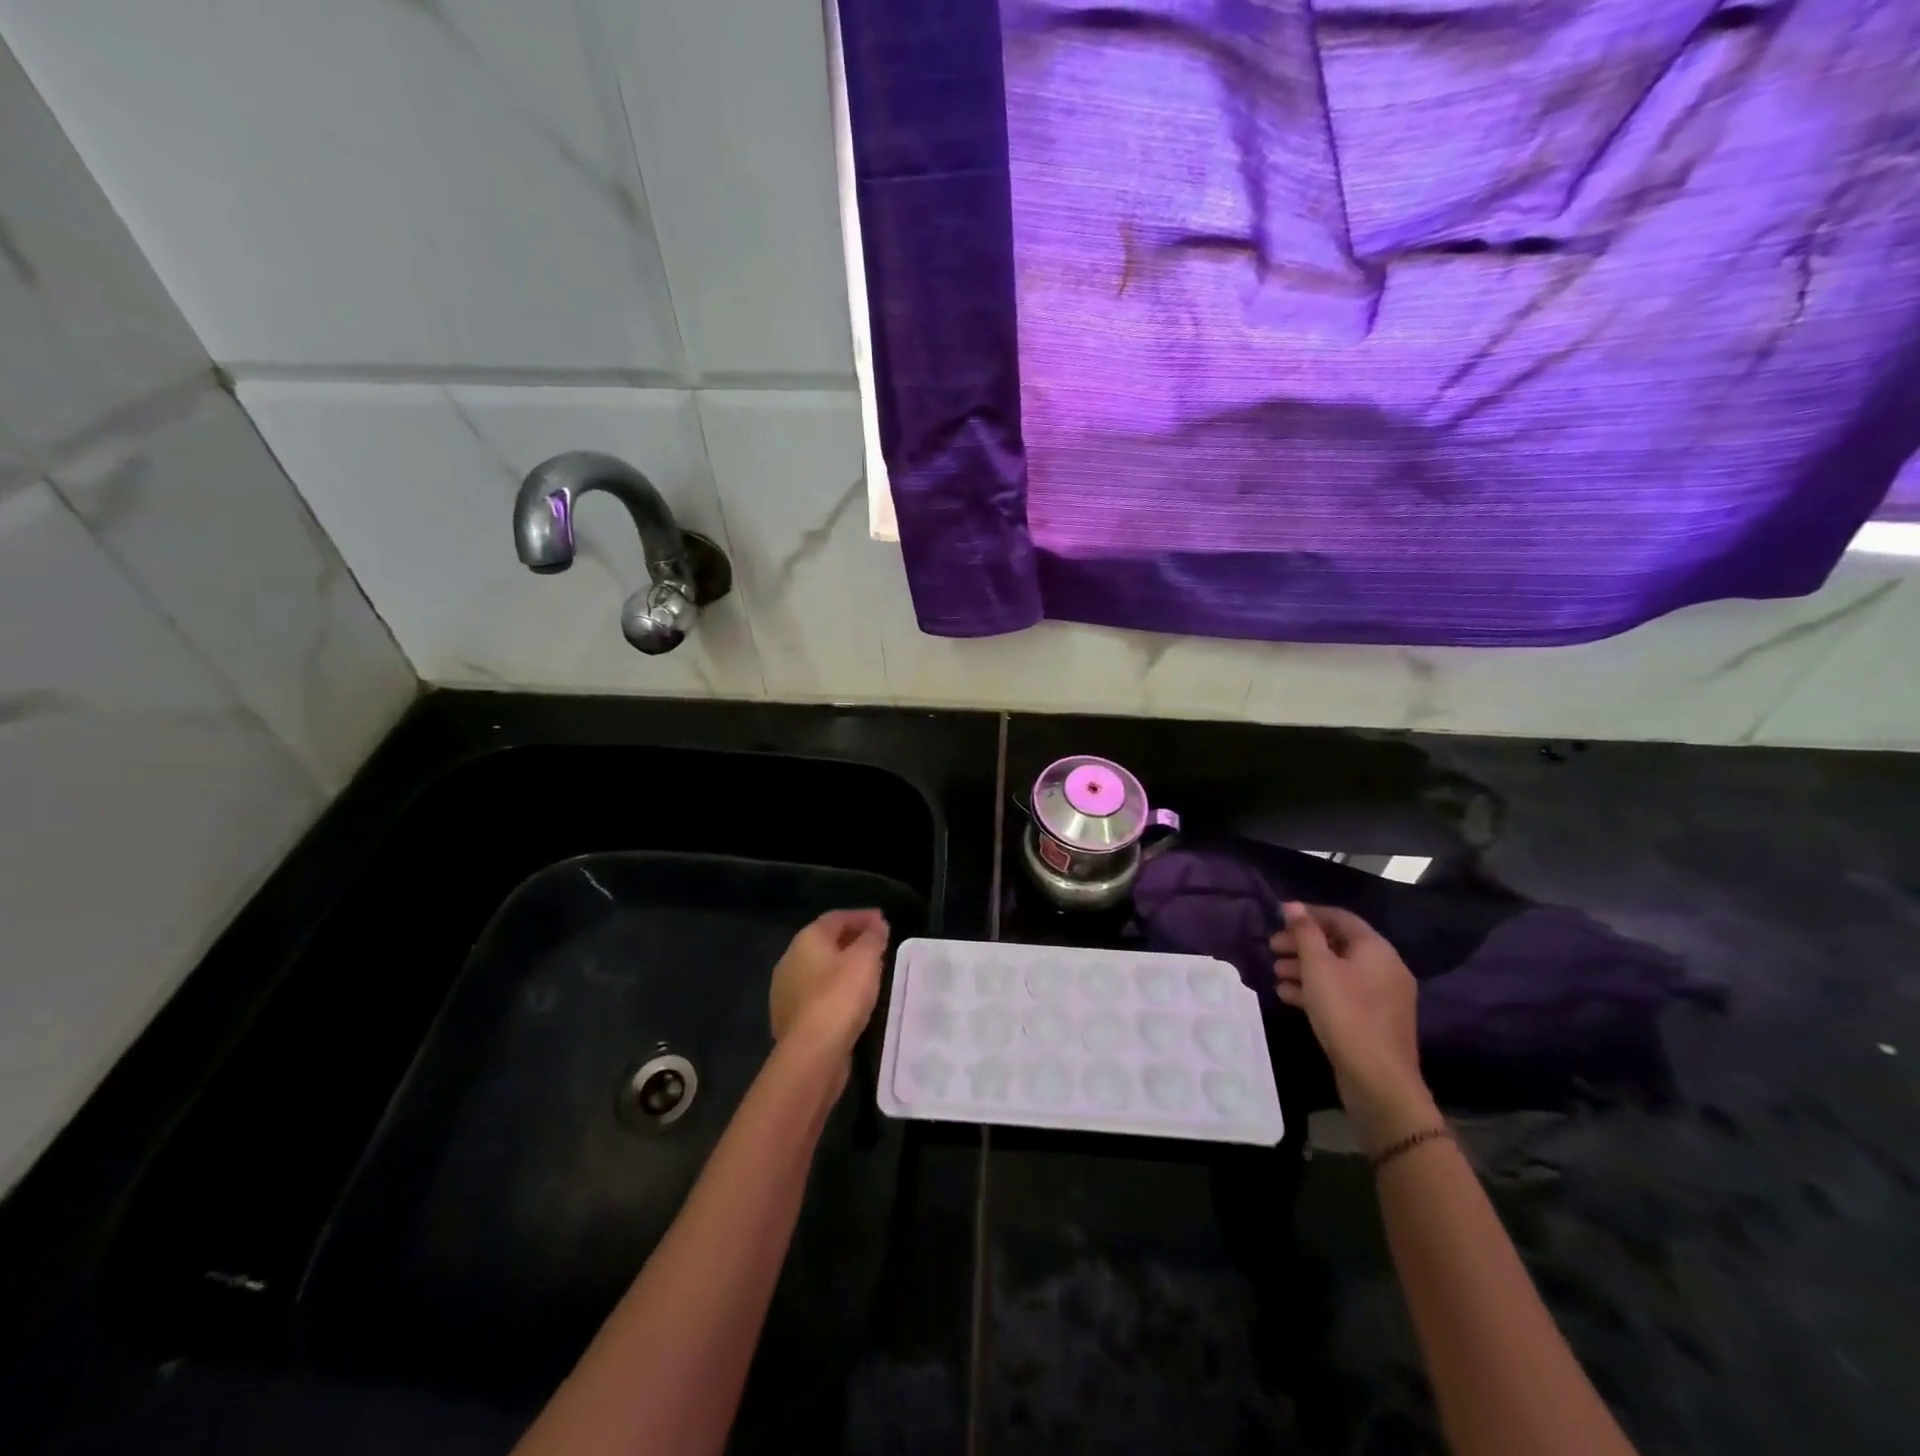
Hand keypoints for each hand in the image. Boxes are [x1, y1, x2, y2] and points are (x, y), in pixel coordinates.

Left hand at [769, 909, 889, 1062]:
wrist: (812, 1053)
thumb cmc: (840, 996)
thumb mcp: (865, 960)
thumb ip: (873, 938)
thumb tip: (876, 925)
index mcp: (806, 940)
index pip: (835, 918)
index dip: (861, 916)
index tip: (883, 921)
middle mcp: (790, 960)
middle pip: (825, 942)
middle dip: (852, 940)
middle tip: (877, 944)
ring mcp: (786, 991)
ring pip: (820, 969)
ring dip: (843, 966)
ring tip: (869, 971)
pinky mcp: (791, 1018)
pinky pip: (817, 993)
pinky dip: (835, 989)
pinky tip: (852, 999)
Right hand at [1270, 902, 1435, 1148]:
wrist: (1378, 1079)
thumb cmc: (1346, 1012)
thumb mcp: (1318, 967)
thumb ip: (1304, 933)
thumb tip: (1293, 906)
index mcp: (1376, 949)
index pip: (1340, 918)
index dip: (1309, 914)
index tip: (1278, 917)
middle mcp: (1384, 968)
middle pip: (1337, 945)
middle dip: (1302, 943)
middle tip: (1271, 947)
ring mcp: (1380, 996)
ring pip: (1337, 971)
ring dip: (1304, 968)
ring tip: (1275, 972)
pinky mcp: (1372, 1020)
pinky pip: (1341, 993)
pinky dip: (1315, 989)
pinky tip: (1287, 994)